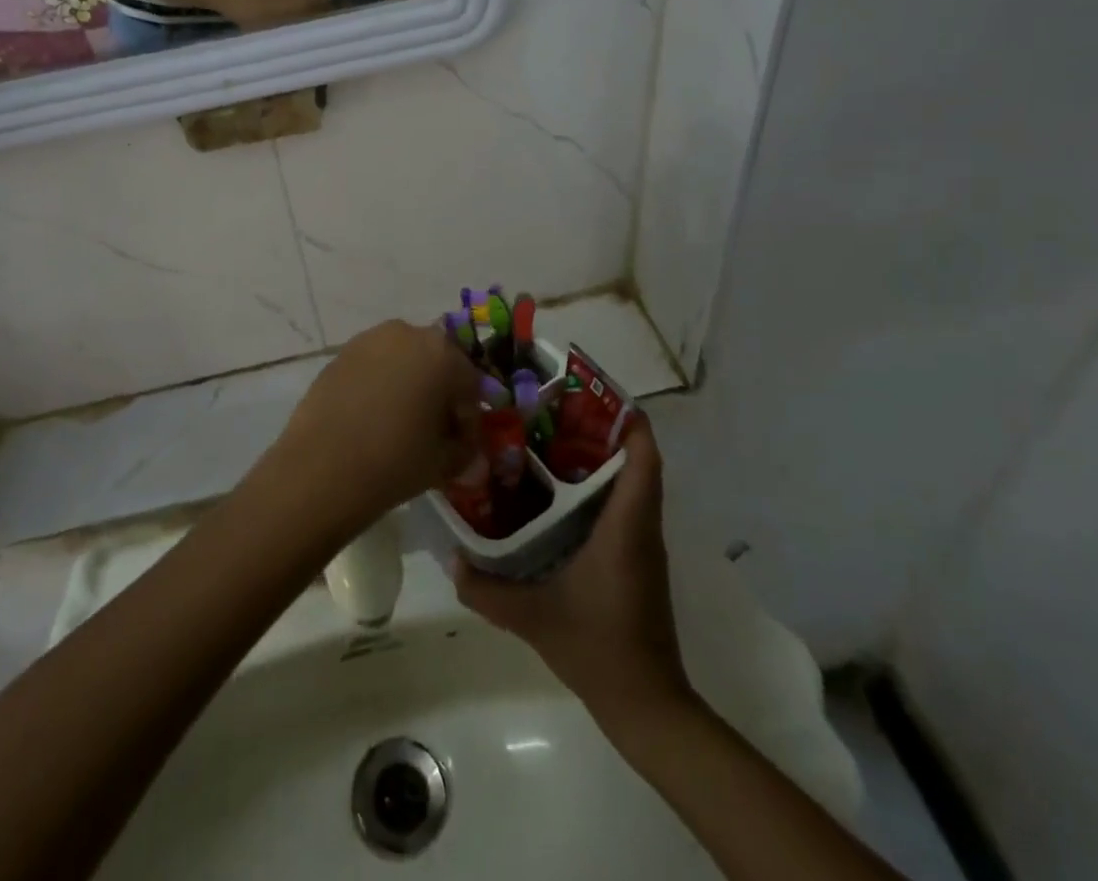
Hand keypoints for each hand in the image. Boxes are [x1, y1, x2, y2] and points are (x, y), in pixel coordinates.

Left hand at [269, 321, 483, 533]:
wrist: (321, 467)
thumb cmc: (394, 461)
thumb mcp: (444, 462)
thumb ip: (464, 448)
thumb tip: (462, 445)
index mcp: (442, 353)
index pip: (470, 384)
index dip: (469, 418)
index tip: (462, 446)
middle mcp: (407, 333)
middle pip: (436, 362)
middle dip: (439, 393)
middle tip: (434, 431)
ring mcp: (369, 339)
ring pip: (403, 359)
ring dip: (409, 383)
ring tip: (400, 423)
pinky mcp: (341, 353)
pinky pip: (374, 365)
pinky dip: (380, 384)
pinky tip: (371, 417)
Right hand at [454, 419, 689, 727]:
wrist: (646, 706)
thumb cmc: (597, 648)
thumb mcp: (532, 617)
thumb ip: (487, 589)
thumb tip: (451, 559)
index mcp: (626, 527)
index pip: (643, 458)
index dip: (628, 419)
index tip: (593, 391)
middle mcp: (641, 528)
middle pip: (637, 461)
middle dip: (602, 429)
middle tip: (554, 410)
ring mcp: (643, 545)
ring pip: (633, 483)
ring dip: (602, 457)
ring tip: (551, 440)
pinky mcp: (637, 561)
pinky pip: (626, 506)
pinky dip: (602, 487)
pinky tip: (560, 493)